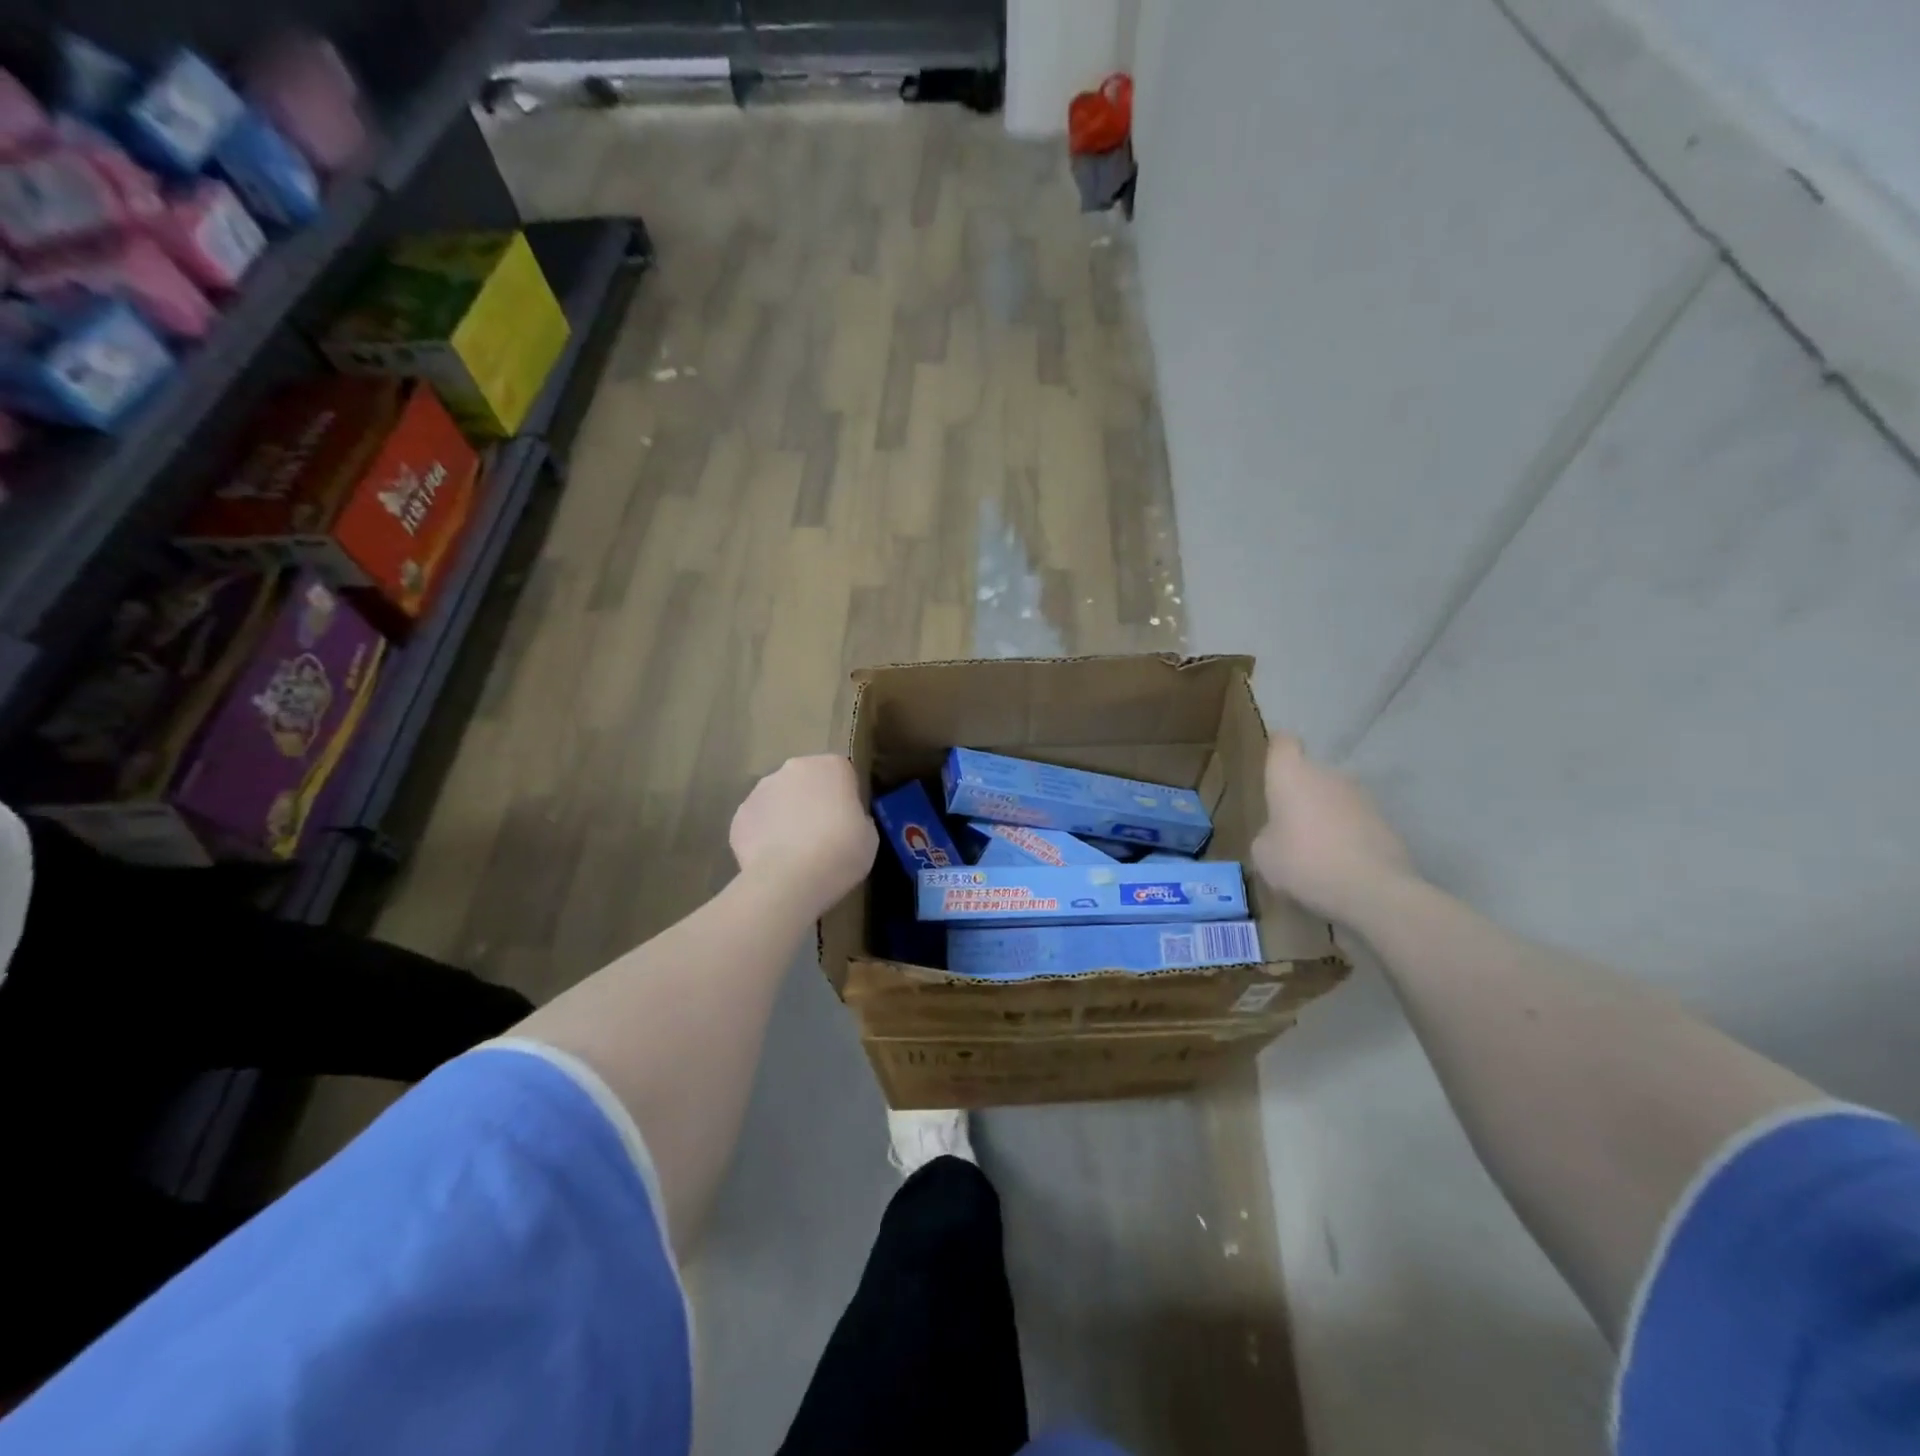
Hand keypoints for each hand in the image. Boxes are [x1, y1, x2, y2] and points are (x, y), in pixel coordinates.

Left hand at [730, 755, 877, 913]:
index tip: (848, 821)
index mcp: (831, 766)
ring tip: (794, 852)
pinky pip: (758, 822)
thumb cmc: (841, 852)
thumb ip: (857, 818)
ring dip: (786, 816)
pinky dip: (764, 836)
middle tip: (821, 835)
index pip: (842, 773)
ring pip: (778, 799)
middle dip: (811, 801)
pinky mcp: (739, 815)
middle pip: (806, 781)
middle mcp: (794, 768)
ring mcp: (761, 790)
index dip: (845, 797)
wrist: (789, 879)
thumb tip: (846, 820)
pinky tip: (774, 861)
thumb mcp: (869, 836)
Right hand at [1252, 735, 1415, 922]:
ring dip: (1324, 816)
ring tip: (1315, 852)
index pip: (1283, 743)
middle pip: (1310, 774)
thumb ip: (1268, 835)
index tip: (1272, 766)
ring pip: (1334, 799)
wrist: (1373, 890)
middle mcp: (1328, 775)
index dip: (1277, 750)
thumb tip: (1280, 835)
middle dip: (1300, 795)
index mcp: (1292, 775)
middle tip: (1287, 827)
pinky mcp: (1386, 823)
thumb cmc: (1304, 862)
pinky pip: (1355, 823)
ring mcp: (1361, 797)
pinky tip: (1339, 866)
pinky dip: (1346, 837)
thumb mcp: (1264, 854)